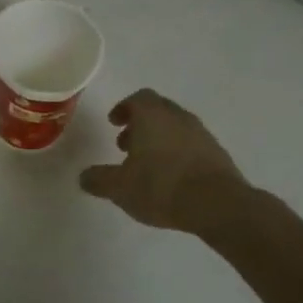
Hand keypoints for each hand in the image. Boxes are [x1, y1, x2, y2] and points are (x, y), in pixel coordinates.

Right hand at [80, 89, 247, 232]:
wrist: (217, 204)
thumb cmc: (161, 187)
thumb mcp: (119, 188)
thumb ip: (99, 179)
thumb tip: (84, 177)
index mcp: (152, 116)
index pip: (138, 98)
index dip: (123, 108)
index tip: (114, 123)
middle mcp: (178, 117)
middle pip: (157, 109)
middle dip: (140, 124)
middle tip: (125, 145)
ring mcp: (201, 134)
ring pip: (175, 127)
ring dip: (159, 139)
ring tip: (147, 165)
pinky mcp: (217, 153)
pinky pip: (191, 144)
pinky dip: (177, 153)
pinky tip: (171, 177)